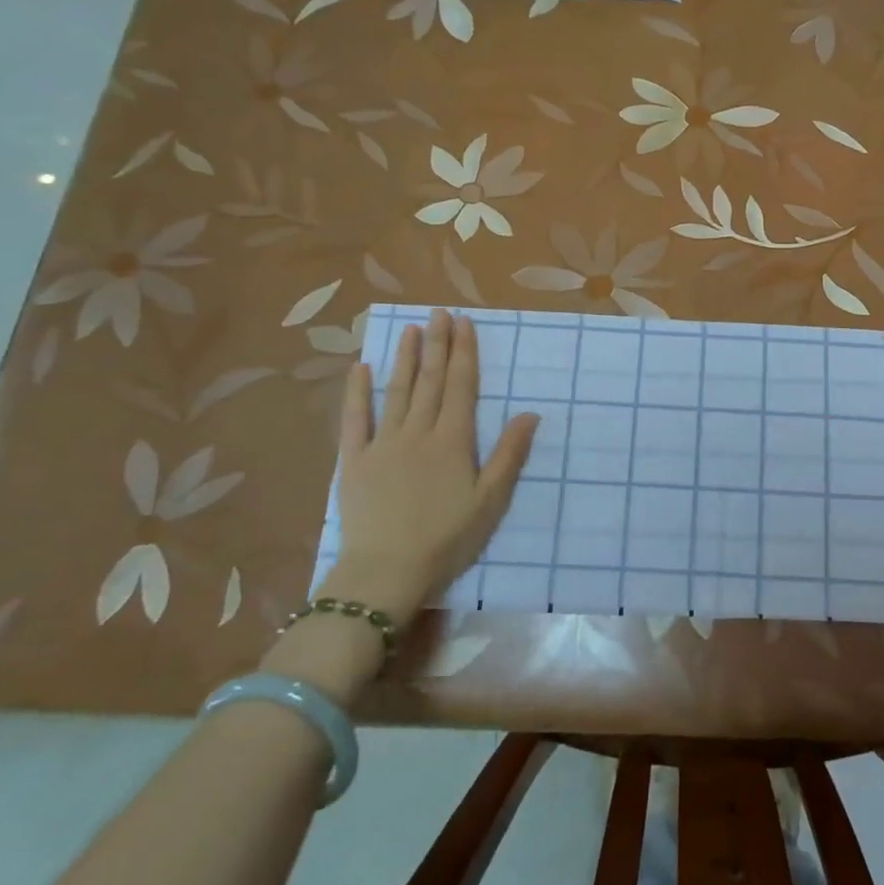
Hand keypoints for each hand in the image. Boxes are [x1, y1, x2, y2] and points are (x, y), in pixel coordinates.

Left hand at [331, 309, 539, 619]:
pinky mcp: (353, 461)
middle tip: (439, 313)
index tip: (464, 323)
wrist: (386, 572)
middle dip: (437, 344)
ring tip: (410, 329)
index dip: (463, 353)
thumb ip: (509, 454)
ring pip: (396, 392)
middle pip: (429, 381)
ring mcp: (382, 444)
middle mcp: (418, 432)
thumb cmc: (446, 539)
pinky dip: (357, 393)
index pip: (460, 386)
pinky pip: (354, 420)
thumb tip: (530, 413)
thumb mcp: (490, 501)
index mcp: (453, 441)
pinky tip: (361, 369)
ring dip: (405, 359)